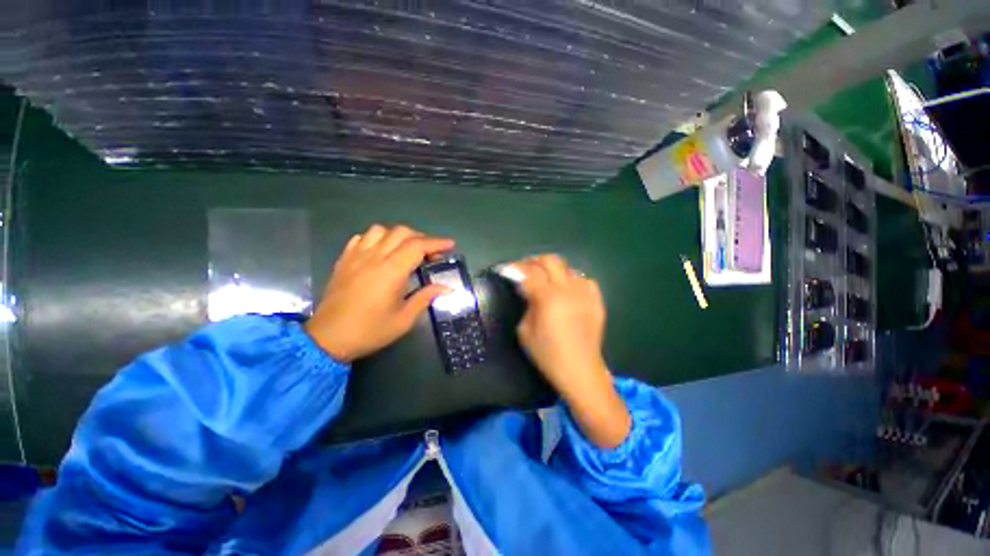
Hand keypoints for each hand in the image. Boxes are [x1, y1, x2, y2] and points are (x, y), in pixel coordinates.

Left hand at [305, 225, 453, 361]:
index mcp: (391, 271)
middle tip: (431, 253)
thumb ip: (425, 297)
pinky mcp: (344, 260)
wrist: (328, 339)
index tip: (450, 244)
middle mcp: (374, 257)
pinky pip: (361, 238)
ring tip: (406, 249)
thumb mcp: (404, 319)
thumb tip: (446, 287)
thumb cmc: (370, 331)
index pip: (418, 246)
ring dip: (398, 235)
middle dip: (421, 238)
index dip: (437, 243)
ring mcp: (356, 256)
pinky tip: (381, 251)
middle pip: (401, 232)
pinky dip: (377, 239)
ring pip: (380, 230)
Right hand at [513, 255, 629, 447]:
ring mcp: (585, 293)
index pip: (529, 272)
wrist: (580, 370)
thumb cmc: (548, 354)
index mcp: (548, 298)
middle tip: (525, 269)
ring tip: (545, 280)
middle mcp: (568, 289)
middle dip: (534, 261)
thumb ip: (526, 305)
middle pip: (550, 260)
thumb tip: (528, 291)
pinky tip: (567, 290)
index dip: (515, 267)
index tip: (506, 269)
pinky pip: (584, 280)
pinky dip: (572, 280)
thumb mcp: (525, 331)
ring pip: (568, 268)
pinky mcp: (597, 300)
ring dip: (553, 270)